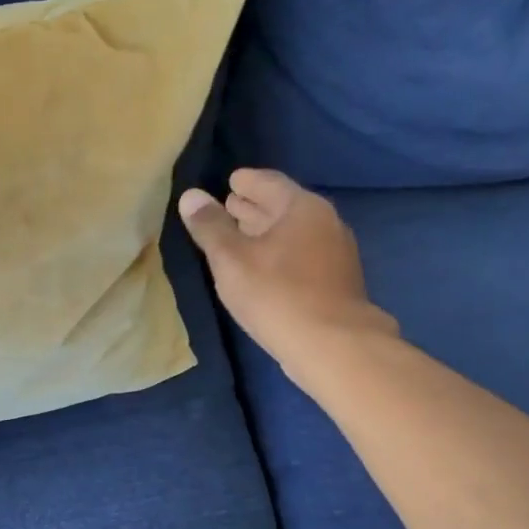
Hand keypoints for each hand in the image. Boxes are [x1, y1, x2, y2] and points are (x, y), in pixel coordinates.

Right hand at [178, 169, 397, 376]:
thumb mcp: (230, 259)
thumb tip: (191, 195)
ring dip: (265, 232)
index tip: (226, 183)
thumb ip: (209, 226)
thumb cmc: (276, 294)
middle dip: (253, 207)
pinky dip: (279, 252)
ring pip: (293, 232)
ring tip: (237, 238)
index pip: (268, 182)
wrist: (333, 346)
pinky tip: (262, 268)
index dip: (244, 182)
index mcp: (301, 207)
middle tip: (225, 209)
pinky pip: (301, 254)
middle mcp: (325, 221)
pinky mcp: (337, 281)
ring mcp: (336, 252)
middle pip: (282, 206)